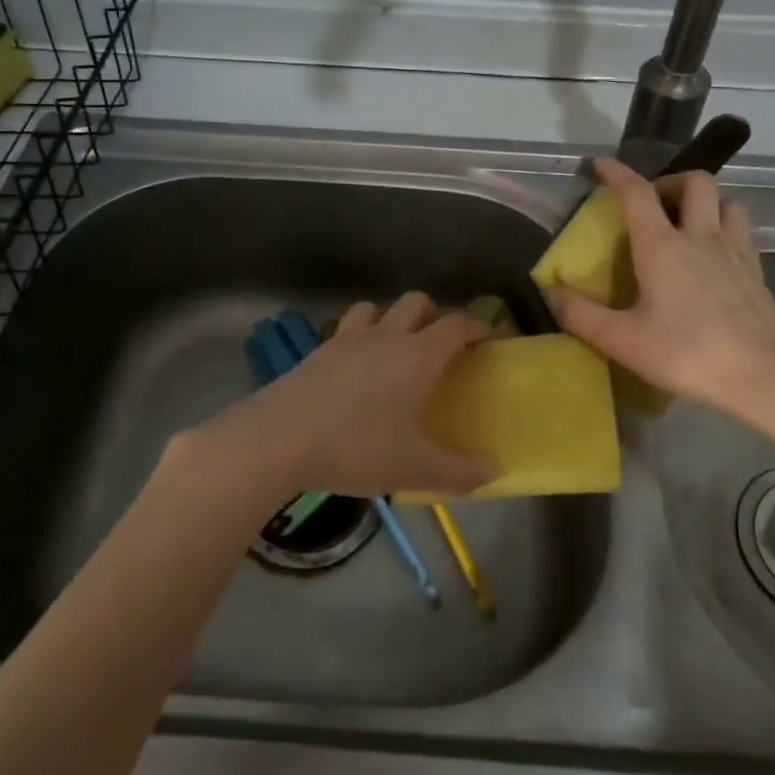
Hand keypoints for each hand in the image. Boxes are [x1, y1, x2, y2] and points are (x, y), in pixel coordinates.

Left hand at [196, 293, 497, 507]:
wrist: (279, 439)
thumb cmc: (357, 448)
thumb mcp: (415, 468)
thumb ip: (460, 471)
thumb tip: (495, 470)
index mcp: (417, 356)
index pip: (456, 325)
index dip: (476, 326)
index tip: (486, 338)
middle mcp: (385, 336)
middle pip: (416, 303)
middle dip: (434, 315)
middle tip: (439, 345)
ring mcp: (346, 339)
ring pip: (375, 308)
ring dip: (390, 319)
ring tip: (393, 348)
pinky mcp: (317, 351)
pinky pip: (344, 329)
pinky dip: (357, 336)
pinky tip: (353, 367)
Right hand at [547, 157, 774, 426]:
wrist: (766, 377)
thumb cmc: (688, 354)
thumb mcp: (622, 340)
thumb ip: (580, 314)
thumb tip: (550, 291)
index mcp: (663, 246)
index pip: (637, 193)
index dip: (617, 173)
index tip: (601, 165)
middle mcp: (702, 237)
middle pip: (695, 182)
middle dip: (670, 181)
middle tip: (652, 205)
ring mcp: (736, 252)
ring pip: (727, 202)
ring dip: (706, 203)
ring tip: (687, 225)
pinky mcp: (758, 273)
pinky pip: (742, 232)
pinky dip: (725, 229)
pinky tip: (714, 258)